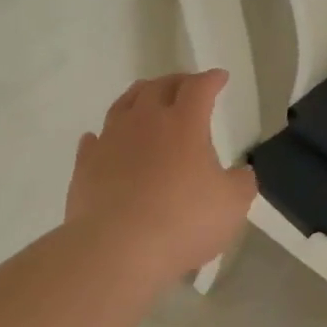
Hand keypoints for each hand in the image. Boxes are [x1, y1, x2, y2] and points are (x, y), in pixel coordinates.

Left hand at [66, 69, 256, 281]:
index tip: (220, 78)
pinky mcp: (86, 164)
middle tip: (186, 86)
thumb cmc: (183, 222)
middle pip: (158, 87)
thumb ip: (241, 184)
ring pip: (123, 105)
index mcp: (183, 123)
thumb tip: (241, 173)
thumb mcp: (232, 206)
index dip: (211, 79)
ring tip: (146, 100)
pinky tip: (103, 139)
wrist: (117, 248)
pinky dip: (104, 136)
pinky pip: (95, 140)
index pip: (199, 88)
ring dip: (139, 97)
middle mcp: (144, 121)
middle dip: (176, 82)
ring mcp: (110, 140)